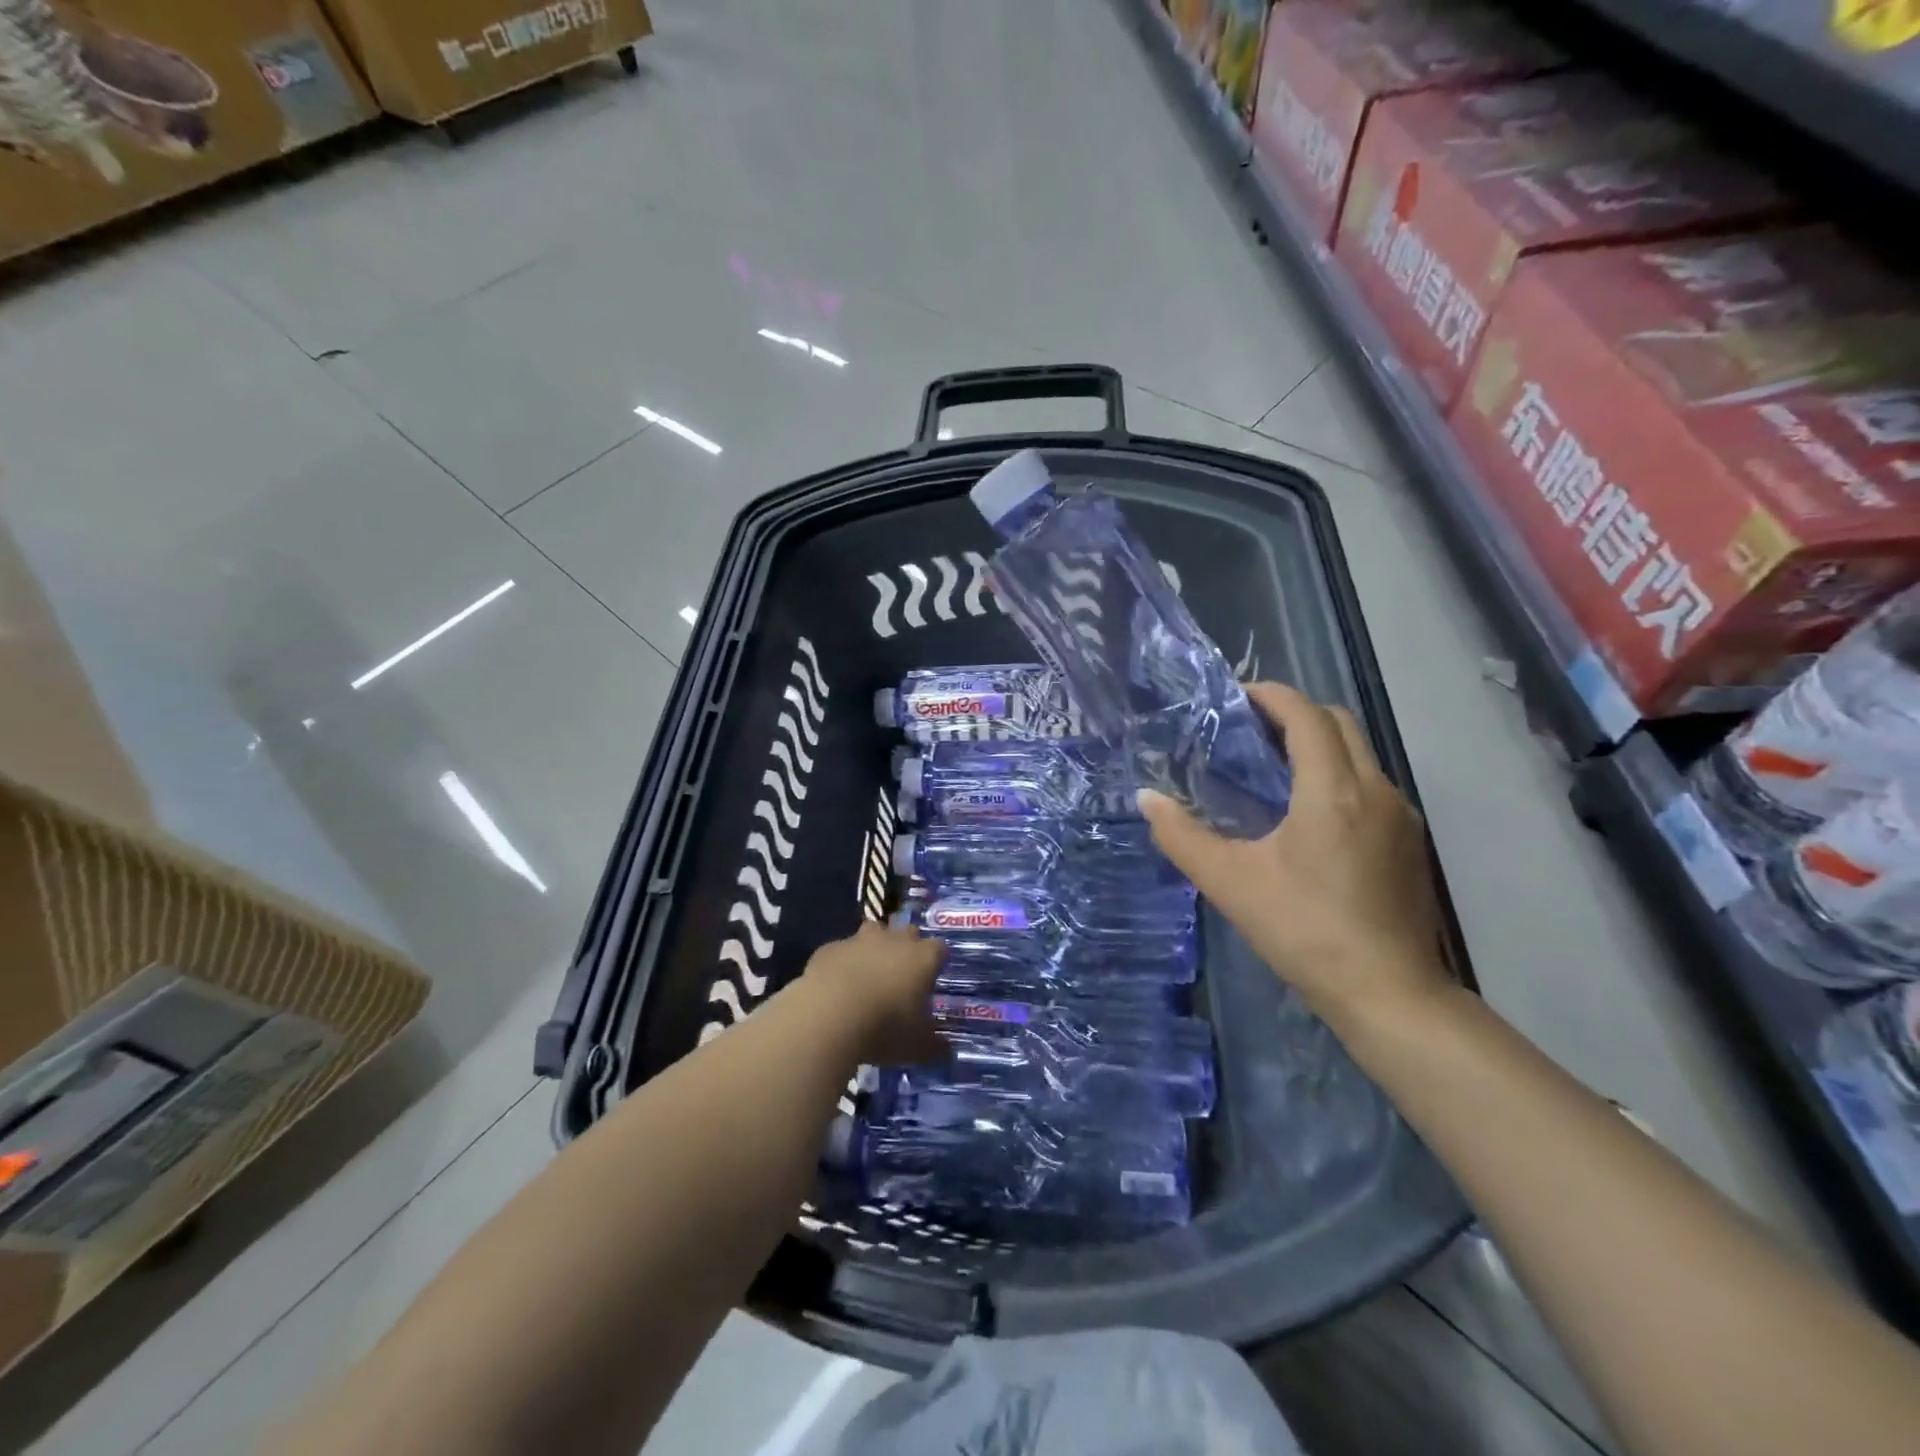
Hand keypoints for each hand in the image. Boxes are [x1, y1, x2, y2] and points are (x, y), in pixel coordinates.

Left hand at [802, 922, 946, 1065]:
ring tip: (868, 974)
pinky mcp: (830, 948)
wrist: (828, 1016)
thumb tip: (947, 1051)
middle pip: (907, 932)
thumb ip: (935, 1047)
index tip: (932, 978)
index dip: (937, 961)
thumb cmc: (884, 1028)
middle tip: (901, 974)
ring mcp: (859, 941)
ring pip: (873, 932)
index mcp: (922, 958)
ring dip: (874, 947)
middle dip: (907, 947)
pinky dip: (842, 963)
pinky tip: (835, 986)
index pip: (939, 948)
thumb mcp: (917, 1047)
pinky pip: (841, 951)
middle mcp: (893, 940)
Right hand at [1139, 683, 1450, 1031]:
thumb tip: (1146, 798)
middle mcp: (1375, 789)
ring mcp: (1400, 815)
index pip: (1306, 715)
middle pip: (1339, 722)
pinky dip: (1338, 774)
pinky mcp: (1410, 842)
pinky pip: (1371, 783)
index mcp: (1331, 791)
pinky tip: (1308, 814)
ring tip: (1272, 768)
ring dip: (1318, 743)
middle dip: (1294, 713)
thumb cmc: (1304, 931)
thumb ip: (1182, 836)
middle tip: (1249, 731)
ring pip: (1360, 752)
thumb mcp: (1229, 882)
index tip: (1235, 697)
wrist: (1389, 993)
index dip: (1270, 695)